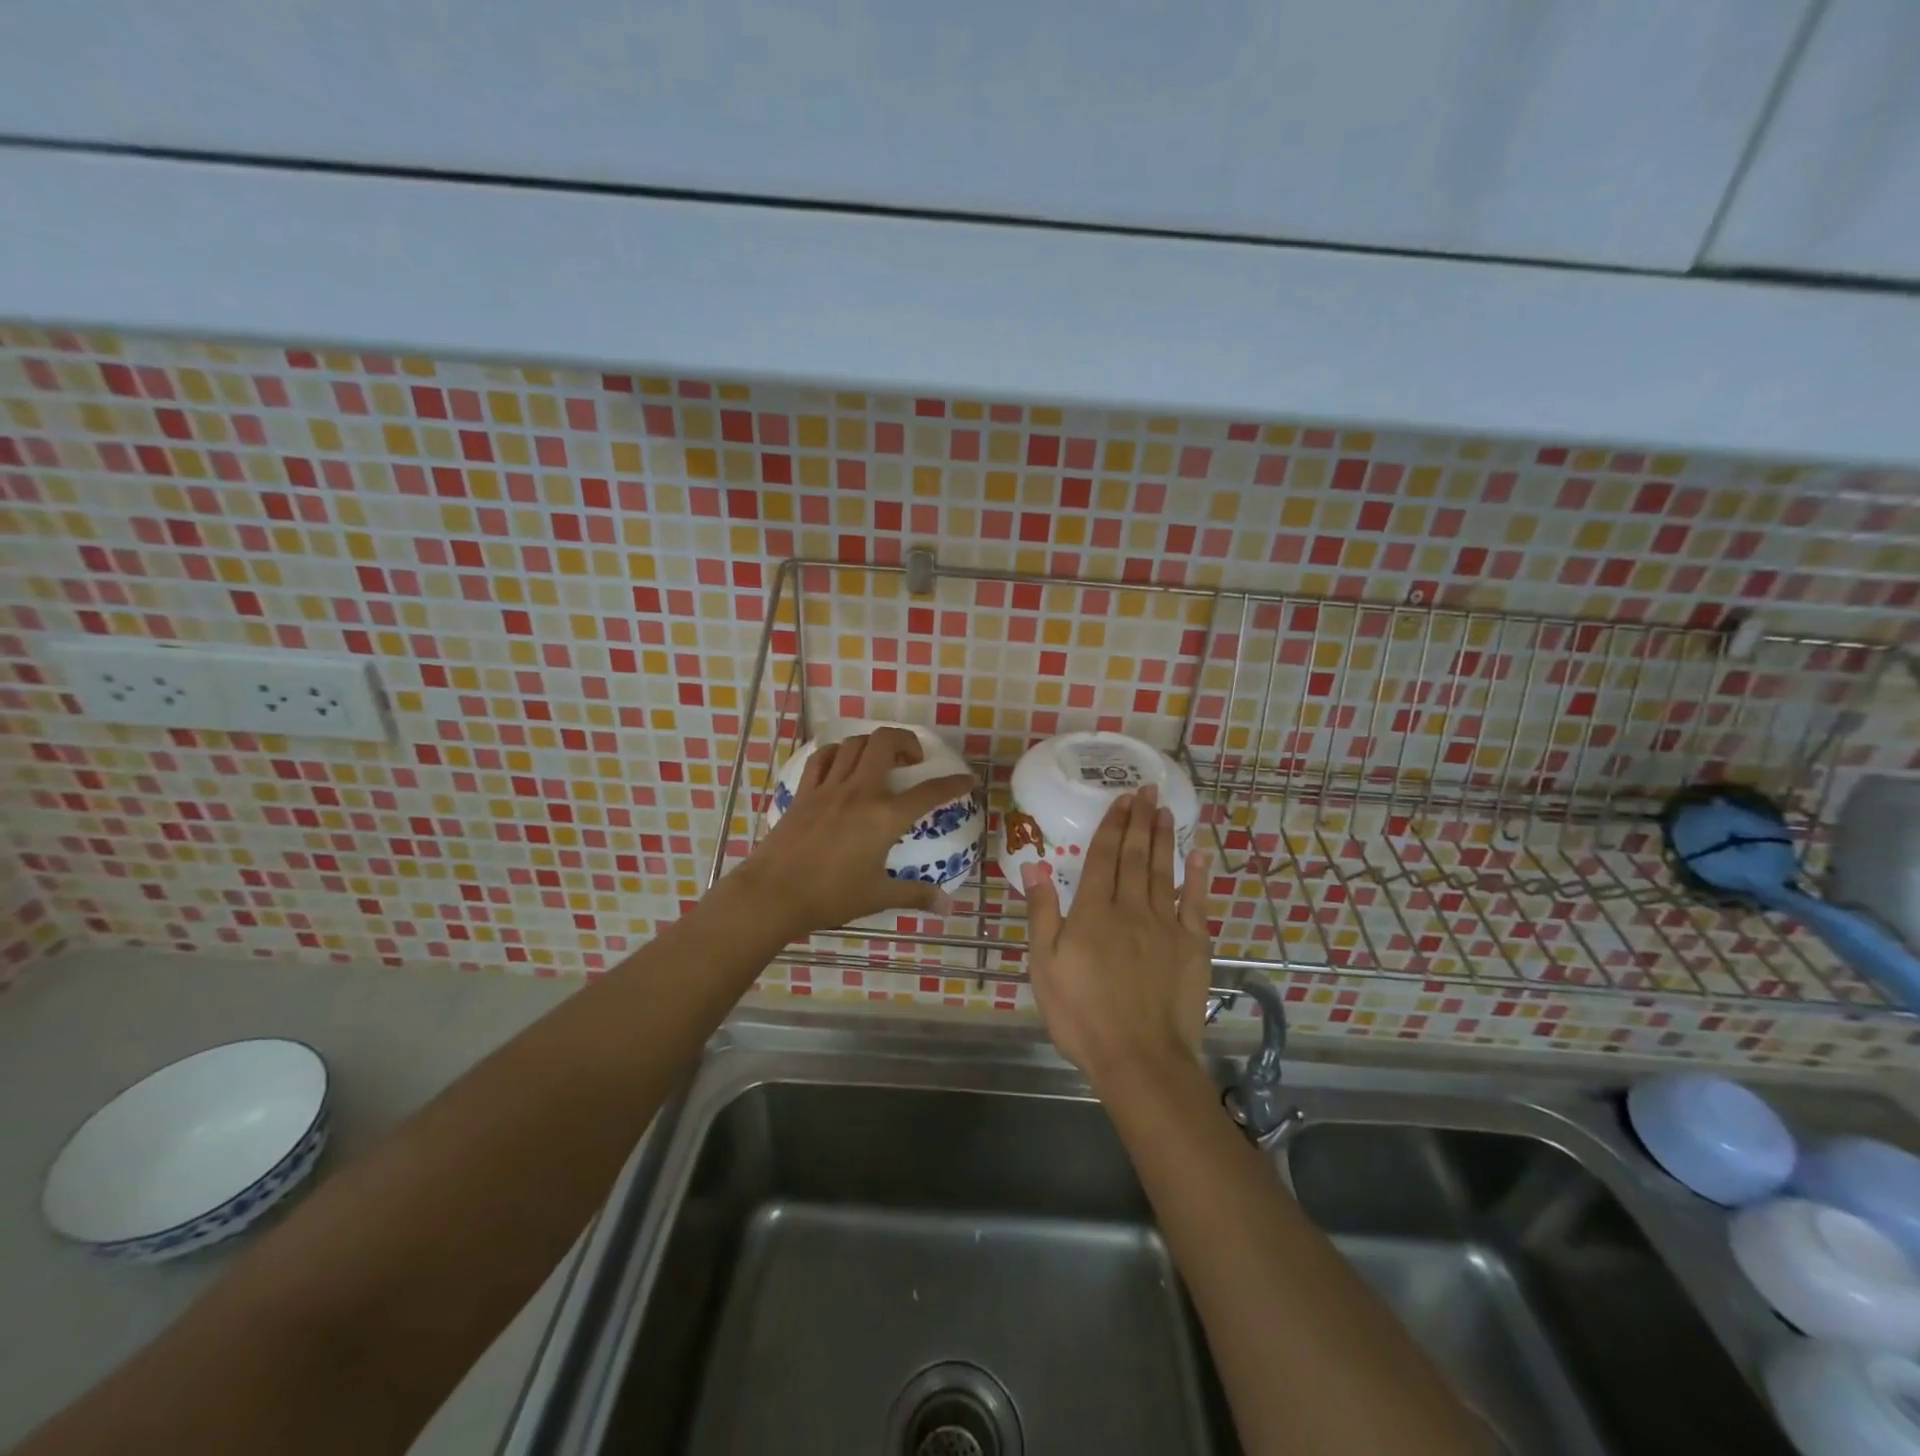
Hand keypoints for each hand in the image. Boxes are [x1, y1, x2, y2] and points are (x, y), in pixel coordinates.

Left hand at [739, 726, 976, 937]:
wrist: (773, 894)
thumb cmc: (830, 896)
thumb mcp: (878, 897)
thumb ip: (915, 895)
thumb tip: (947, 906)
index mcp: (884, 817)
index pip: (929, 793)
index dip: (953, 783)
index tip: (968, 779)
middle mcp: (860, 791)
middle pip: (886, 742)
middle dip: (907, 741)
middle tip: (914, 760)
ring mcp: (829, 787)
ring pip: (854, 743)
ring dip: (873, 744)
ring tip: (880, 760)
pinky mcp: (804, 792)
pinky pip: (823, 758)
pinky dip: (837, 753)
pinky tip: (842, 763)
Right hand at [1023, 784, 1213, 1085]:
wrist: (1139, 1058)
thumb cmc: (1082, 1015)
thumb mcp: (1044, 966)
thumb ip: (1042, 912)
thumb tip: (1034, 865)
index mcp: (1093, 912)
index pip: (1103, 857)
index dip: (1112, 825)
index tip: (1122, 799)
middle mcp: (1131, 908)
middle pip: (1136, 856)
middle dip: (1140, 820)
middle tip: (1147, 791)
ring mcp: (1166, 926)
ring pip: (1164, 871)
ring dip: (1164, 838)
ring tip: (1166, 810)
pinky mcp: (1192, 947)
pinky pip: (1196, 903)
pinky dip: (1198, 877)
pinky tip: (1199, 855)